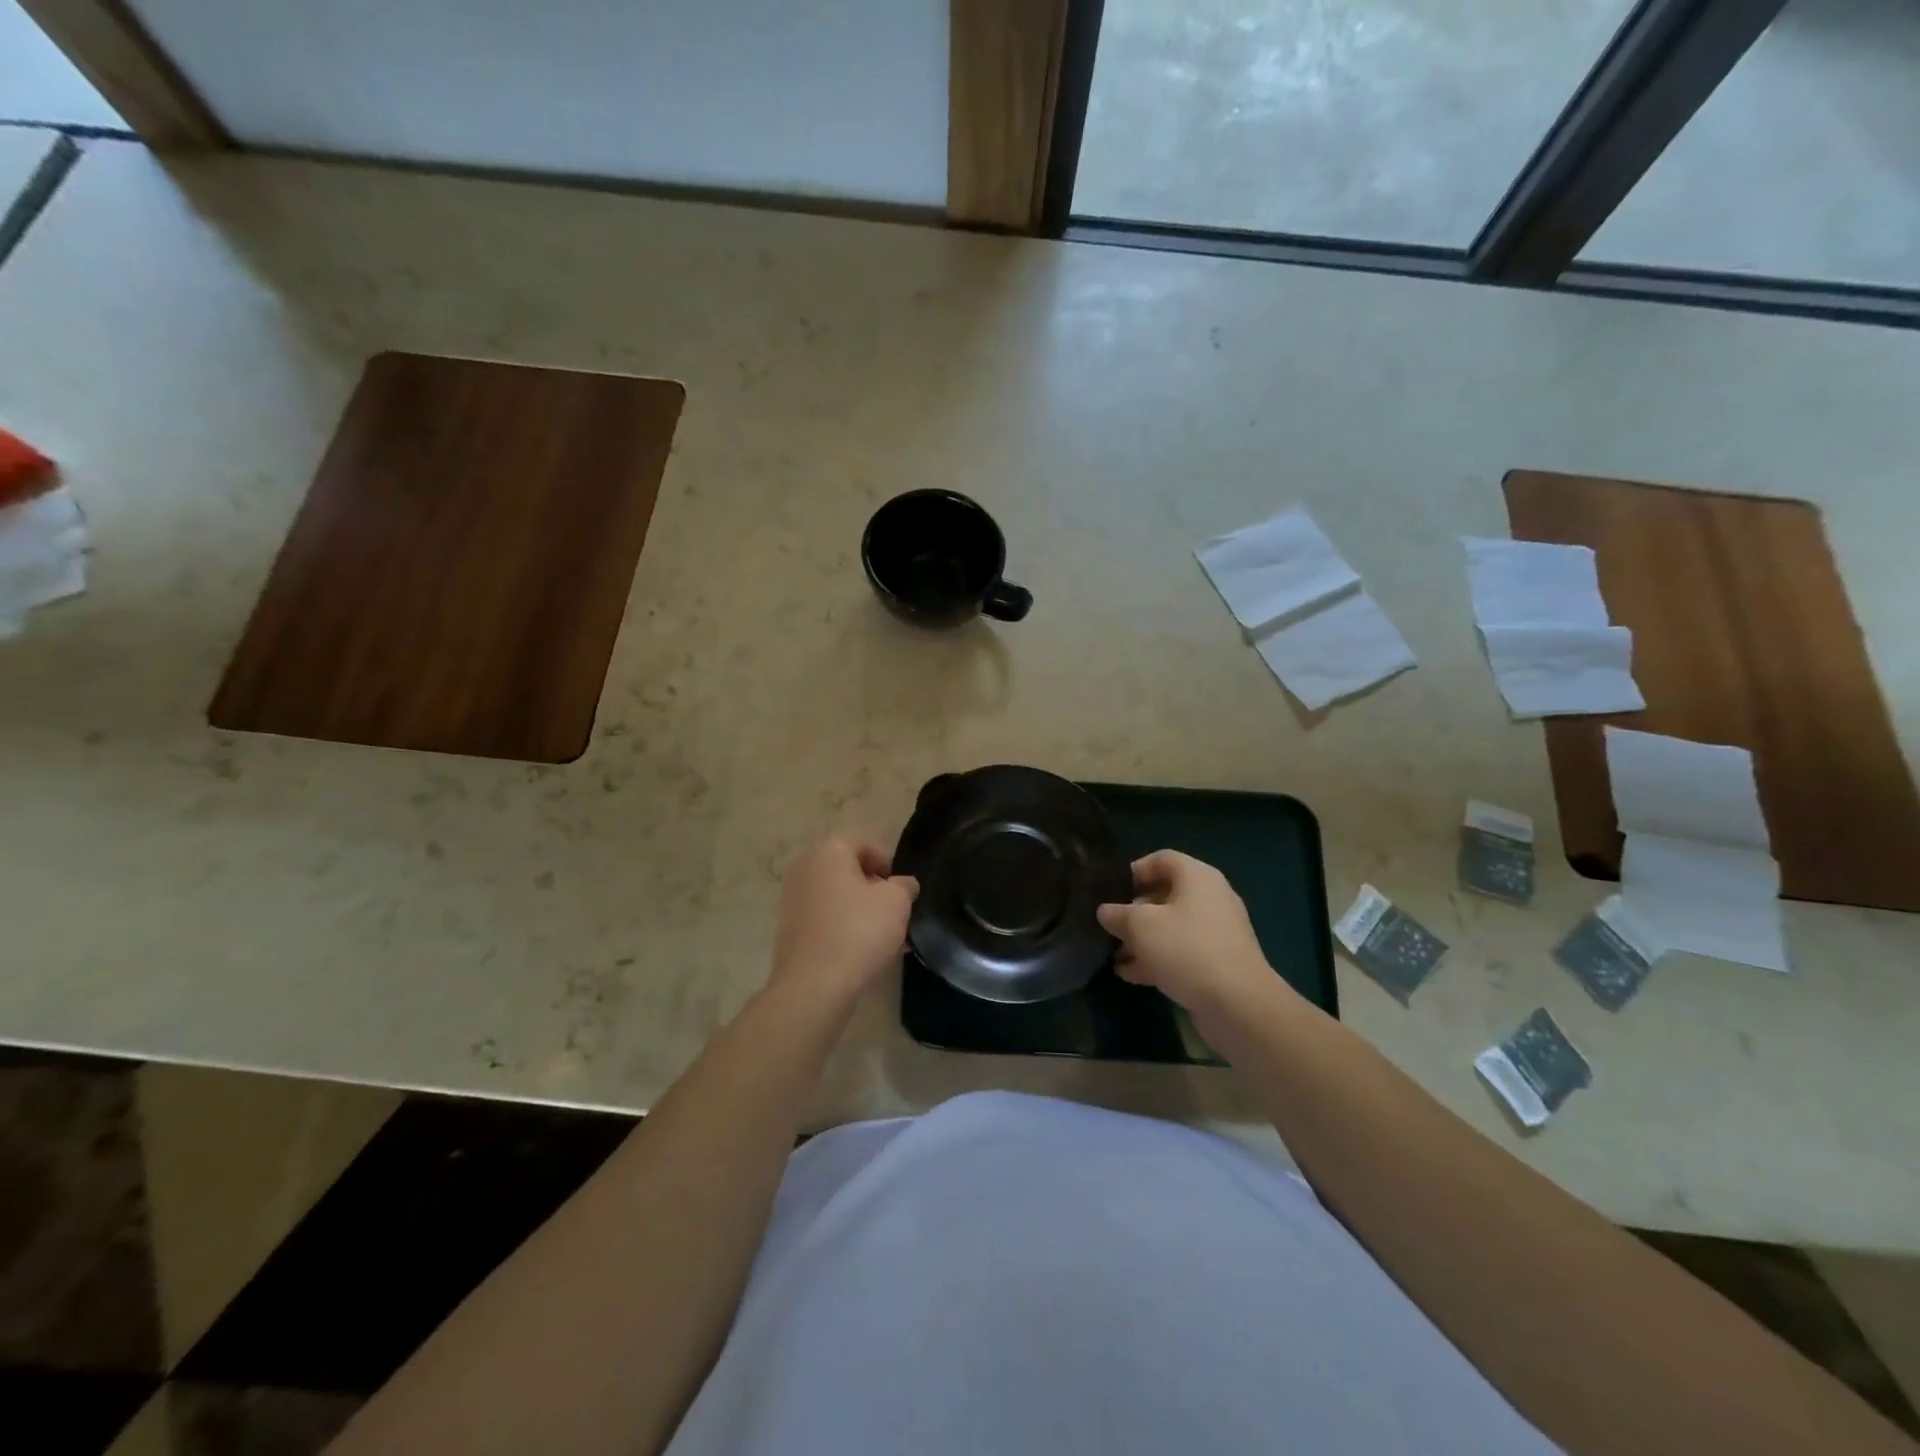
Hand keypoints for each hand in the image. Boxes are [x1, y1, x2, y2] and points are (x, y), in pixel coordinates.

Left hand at [768, 836, 917, 1007]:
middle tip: (896, 911)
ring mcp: (792, 899)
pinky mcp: (789, 929)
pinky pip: (825, 919)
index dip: (889, 863)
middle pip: (848, 870)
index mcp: (828, 851)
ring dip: (861, 910)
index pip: (864, 843)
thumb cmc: (859, 931)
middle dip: (874, 888)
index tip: (903, 889)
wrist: (814, 986)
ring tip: (884, 936)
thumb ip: (905, 885)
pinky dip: (844, 927)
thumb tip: (903, 884)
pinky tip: (863, 950)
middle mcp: (805, 868)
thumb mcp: (897, 902)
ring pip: (837, 897)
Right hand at [1097, 851, 1285, 1021]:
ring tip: (1114, 955)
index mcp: (1197, 877)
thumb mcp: (1140, 926)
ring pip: (1172, 927)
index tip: (1111, 890)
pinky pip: (1182, 953)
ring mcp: (1217, 933)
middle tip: (1110, 926)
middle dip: (1134, 911)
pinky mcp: (1218, 963)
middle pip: (1165, 895)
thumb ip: (1117, 914)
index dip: (1134, 870)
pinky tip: (1130, 975)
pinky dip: (1157, 959)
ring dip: (1142, 940)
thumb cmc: (1186, 949)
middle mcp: (1211, 898)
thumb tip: (1105, 911)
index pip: (1162, 859)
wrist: (1238, 1005)